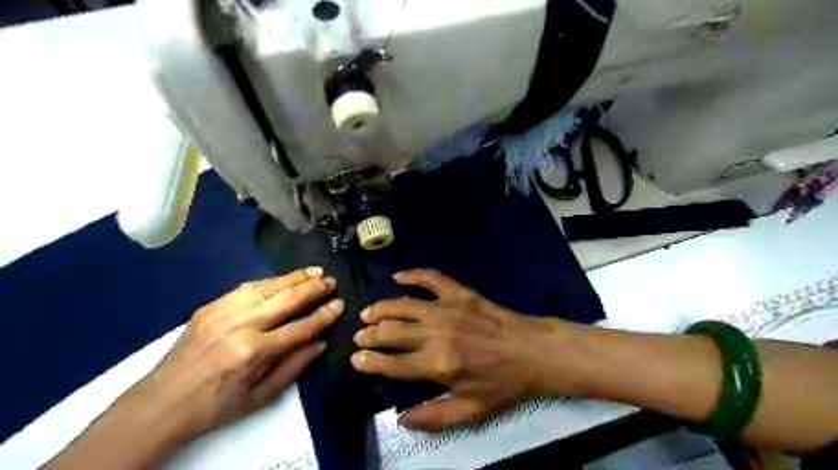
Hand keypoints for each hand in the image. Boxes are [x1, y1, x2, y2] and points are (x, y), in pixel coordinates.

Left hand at [129, 266, 343, 441]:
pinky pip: (247, 287)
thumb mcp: (261, 396)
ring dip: (295, 277)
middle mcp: (241, 325)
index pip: (301, 327)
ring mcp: (224, 312)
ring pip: (268, 287)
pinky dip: (270, 281)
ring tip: (314, 271)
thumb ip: (295, 366)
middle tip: (331, 281)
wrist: (162, 402)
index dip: (324, 315)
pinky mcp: (211, 306)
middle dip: (314, 289)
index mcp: (255, 352)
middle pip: (287, 300)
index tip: (340, 304)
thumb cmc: (217, 404)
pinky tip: (284, 278)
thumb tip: (322, 342)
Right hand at [347, 269, 561, 430]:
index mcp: (437, 365)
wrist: (533, 352)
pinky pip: (430, 278)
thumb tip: (401, 418)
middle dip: (370, 334)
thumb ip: (434, 416)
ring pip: (403, 305)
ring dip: (381, 308)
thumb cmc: (503, 384)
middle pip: (391, 332)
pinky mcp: (460, 293)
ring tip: (367, 312)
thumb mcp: (471, 411)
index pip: (392, 363)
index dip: (369, 362)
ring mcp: (448, 308)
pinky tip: (397, 276)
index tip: (356, 359)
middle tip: (360, 336)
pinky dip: (412, 274)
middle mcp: (436, 334)